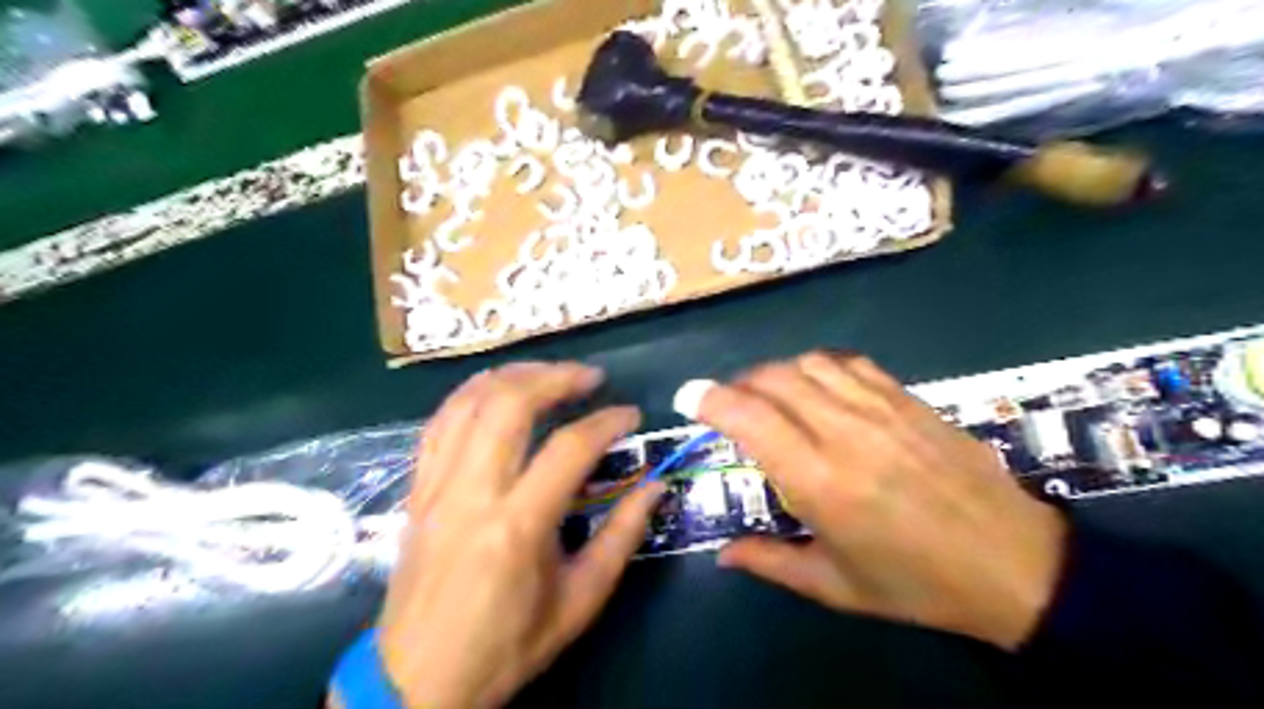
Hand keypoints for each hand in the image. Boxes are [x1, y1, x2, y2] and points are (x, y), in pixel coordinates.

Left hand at [379, 363, 664, 706]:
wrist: (418, 680)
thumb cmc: (507, 645)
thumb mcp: (580, 601)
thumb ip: (622, 537)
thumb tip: (656, 486)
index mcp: (518, 527)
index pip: (569, 449)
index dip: (607, 422)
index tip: (631, 415)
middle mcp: (472, 493)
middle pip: (510, 405)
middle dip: (556, 377)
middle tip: (591, 376)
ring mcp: (437, 486)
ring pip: (470, 402)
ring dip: (514, 375)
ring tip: (550, 373)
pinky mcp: (418, 488)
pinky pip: (440, 422)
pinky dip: (472, 393)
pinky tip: (498, 388)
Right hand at [695, 353, 1069, 650]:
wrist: (1013, 564)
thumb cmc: (917, 583)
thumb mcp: (835, 587)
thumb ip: (770, 563)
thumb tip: (722, 554)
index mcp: (821, 482)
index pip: (750, 418)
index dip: (710, 399)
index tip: (688, 397)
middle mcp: (845, 433)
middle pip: (773, 379)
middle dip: (737, 385)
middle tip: (728, 407)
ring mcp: (881, 409)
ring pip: (807, 364)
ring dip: (775, 374)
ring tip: (769, 397)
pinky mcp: (908, 399)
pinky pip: (849, 363)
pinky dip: (818, 367)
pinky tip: (817, 389)